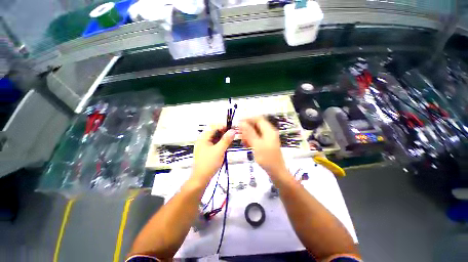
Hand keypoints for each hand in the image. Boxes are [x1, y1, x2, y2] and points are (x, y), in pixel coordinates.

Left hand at [192, 125, 235, 182]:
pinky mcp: (207, 151)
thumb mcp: (219, 150)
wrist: (201, 179)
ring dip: (223, 138)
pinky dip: (221, 143)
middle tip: (233, 134)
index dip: (223, 126)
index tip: (233, 128)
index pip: (214, 127)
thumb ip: (226, 140)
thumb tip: (233, 131)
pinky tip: (227, 145)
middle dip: (224, 132)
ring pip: (216, 138)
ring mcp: (205, 146)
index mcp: (203, 138)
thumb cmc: (209, 163)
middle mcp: (203, 140)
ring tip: (231, 139)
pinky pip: (215, 144)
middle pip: (215, 132)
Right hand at [239, 117, 286, 176]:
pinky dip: (251, 139)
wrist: (276, 172)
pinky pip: (257, 138)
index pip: (258, 119)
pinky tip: (246, 144)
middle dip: (247, 128)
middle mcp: (269, 132)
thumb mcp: (257, 145)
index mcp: (269, 130)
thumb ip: (249, 133)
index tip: (238, 122)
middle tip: (239, 134)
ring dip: (248, 134)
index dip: (248, 119)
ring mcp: (267, 138)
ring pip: (255, 132)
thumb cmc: (267, 158)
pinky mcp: (265, 143)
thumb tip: (242, 122)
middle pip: (256, 125)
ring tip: (242, 141)